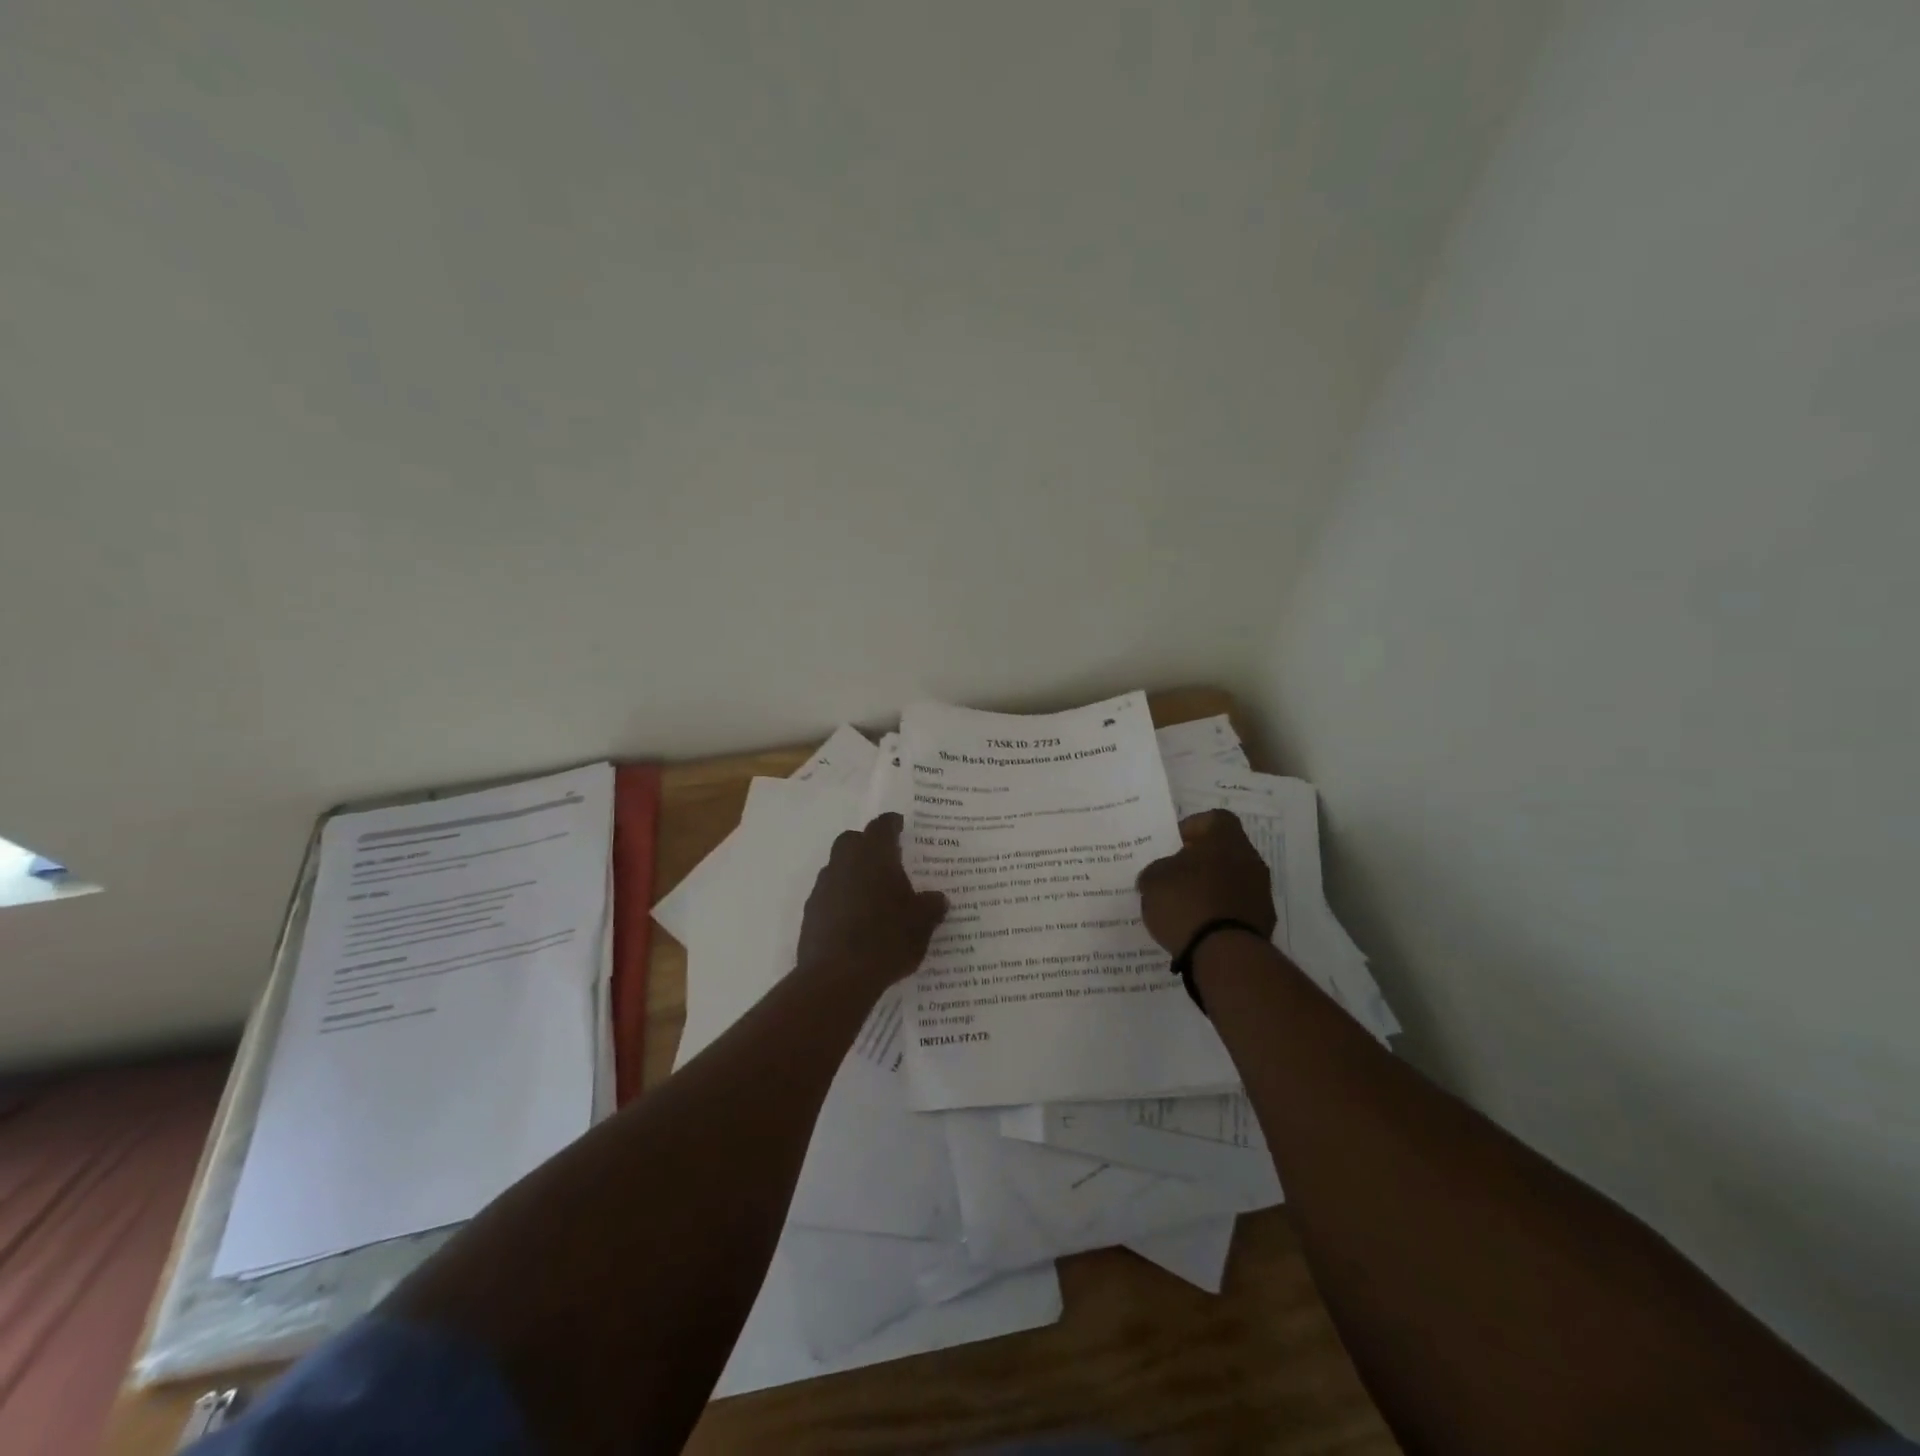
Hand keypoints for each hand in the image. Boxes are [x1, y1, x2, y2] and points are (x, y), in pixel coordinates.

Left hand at [797, 813, 947, 992]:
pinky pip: (829, 895)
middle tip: (887, 860)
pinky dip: (841, 899)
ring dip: (853, 874)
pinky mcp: (810, 913)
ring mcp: (823, 888)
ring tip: (873, 895)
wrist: (837, 978)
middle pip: (852, 841)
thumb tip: (938, 899)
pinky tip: (855, 920)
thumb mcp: (921, 924)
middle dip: (867, 845)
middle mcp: (844, 863)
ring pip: (838, 867)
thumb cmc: (886, 939)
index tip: (900, 826)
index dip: (892, 824)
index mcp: (873, 856)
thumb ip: (931, 906)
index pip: (882, 826)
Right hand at [1135, 810, 1277, 953]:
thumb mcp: (1153, 880)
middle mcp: (1250, 859)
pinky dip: (1221, 912)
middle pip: (1224, 850)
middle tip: (1175, 876)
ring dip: (1212, 888)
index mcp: (1225, 839)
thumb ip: (1156, 870)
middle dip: (1201, 861)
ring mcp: (1261, 891)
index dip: (1192, 828)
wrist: (1224, 954)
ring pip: (1232, 879)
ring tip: (1185, 906)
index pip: (1214, 819)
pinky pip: (1237, 907)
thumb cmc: (1186, 903)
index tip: (1173, 846)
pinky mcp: (1264, 920)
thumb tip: (1159, 875)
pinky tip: (1200, 926)